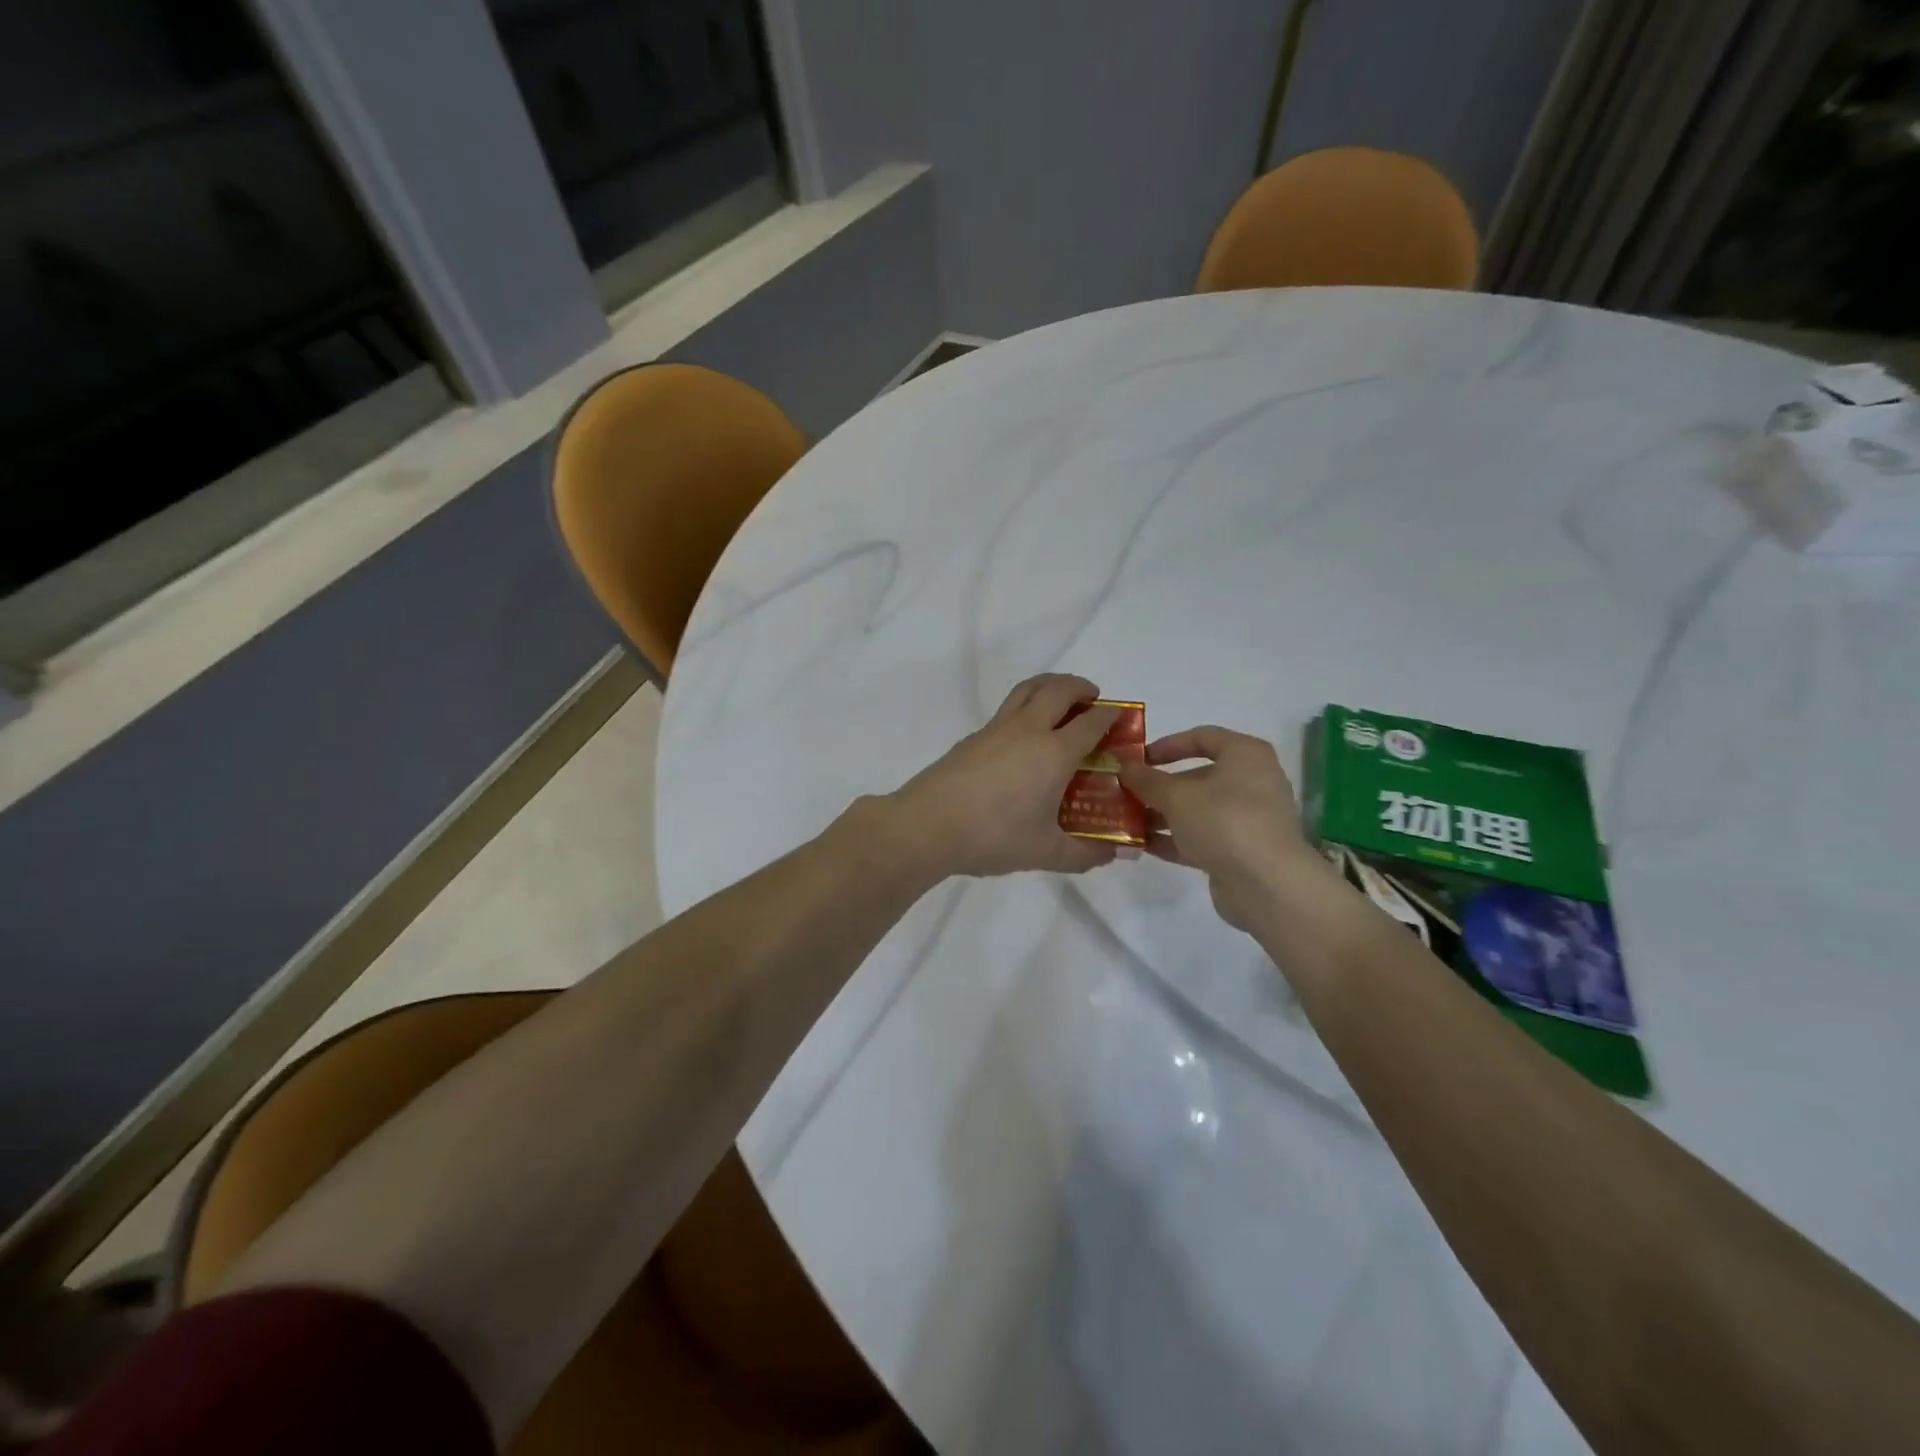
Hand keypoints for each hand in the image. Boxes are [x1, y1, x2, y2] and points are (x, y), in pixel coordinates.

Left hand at [884, 674, 1124, 877]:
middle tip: (1093, 698)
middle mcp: (1028, 730)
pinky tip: (1023, 737)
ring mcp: (996, 729)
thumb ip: (1085, 853)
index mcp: (1054, 752)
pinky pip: (1007, 709)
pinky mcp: (972, 737)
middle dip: (1081, 687)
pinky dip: (1025, 707)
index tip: (1122, 719)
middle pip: (1058, 689)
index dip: (1111, 716)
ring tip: (1060, 701)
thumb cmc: (993, 837)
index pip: (1091, 722)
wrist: (927, 825)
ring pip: (1027, 689)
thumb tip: (1116, 854)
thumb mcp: (1046, 852)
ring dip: (1050, 686)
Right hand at [1119, 726, 1325, 929]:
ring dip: (1162, 814)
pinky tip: (1142, 845)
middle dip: (1159, 786)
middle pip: (1198, 776)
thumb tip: (1125, 767)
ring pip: (1197, 810)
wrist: (1266, 883)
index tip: (1138, 759)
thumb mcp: (1177, 796)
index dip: (1167, 745)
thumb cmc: (1223, 820)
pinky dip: (1174, 839)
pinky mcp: (1240, 851)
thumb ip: (1147, 780)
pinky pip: (1202, 838)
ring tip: (1127, 820)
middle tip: (1126, 793)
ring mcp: (1247, 819)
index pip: (1202, 737)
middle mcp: (1251, 782)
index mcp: (1245, 755)